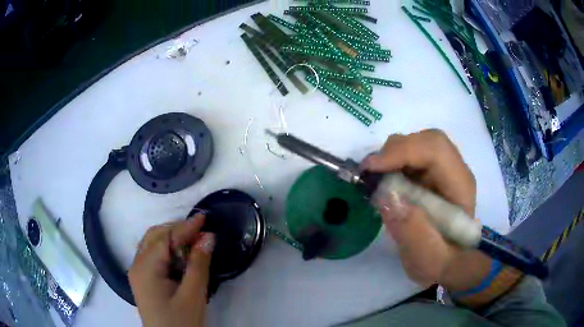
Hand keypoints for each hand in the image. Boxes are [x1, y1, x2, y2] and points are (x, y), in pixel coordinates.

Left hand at [129, 215, 214, 326]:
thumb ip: (198, 264)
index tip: (204, 217)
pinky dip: (168, 252)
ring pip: (153, 245)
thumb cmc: (181, 322)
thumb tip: (208, 237)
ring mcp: (138, 273)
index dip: (185, 226)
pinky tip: (182, 258)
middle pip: (155, 237)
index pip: (165, 238)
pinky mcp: (144, 281)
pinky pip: (154, 257)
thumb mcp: (193, 295)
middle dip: (177, 230)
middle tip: (201, 231)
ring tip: (194, 243)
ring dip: (172, 240)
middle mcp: (137, 265)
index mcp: (145, 268)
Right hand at [361, 129, 492, 291]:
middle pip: (427, 140)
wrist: (451, 261)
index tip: (371, 168)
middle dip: (394, 151)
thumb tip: (387, 196)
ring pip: (418, 144)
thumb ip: (413, 231)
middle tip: (369, 173)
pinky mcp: (432, 174)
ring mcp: (444, 170)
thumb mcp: (428, 258)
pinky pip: (412, 156)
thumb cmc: (443, 262)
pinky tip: (383, 180)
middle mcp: (455, 171)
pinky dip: (393, 163)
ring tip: (374, 178)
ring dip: (392, 156)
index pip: (436, 150)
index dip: (403, 151)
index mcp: (460, 188)